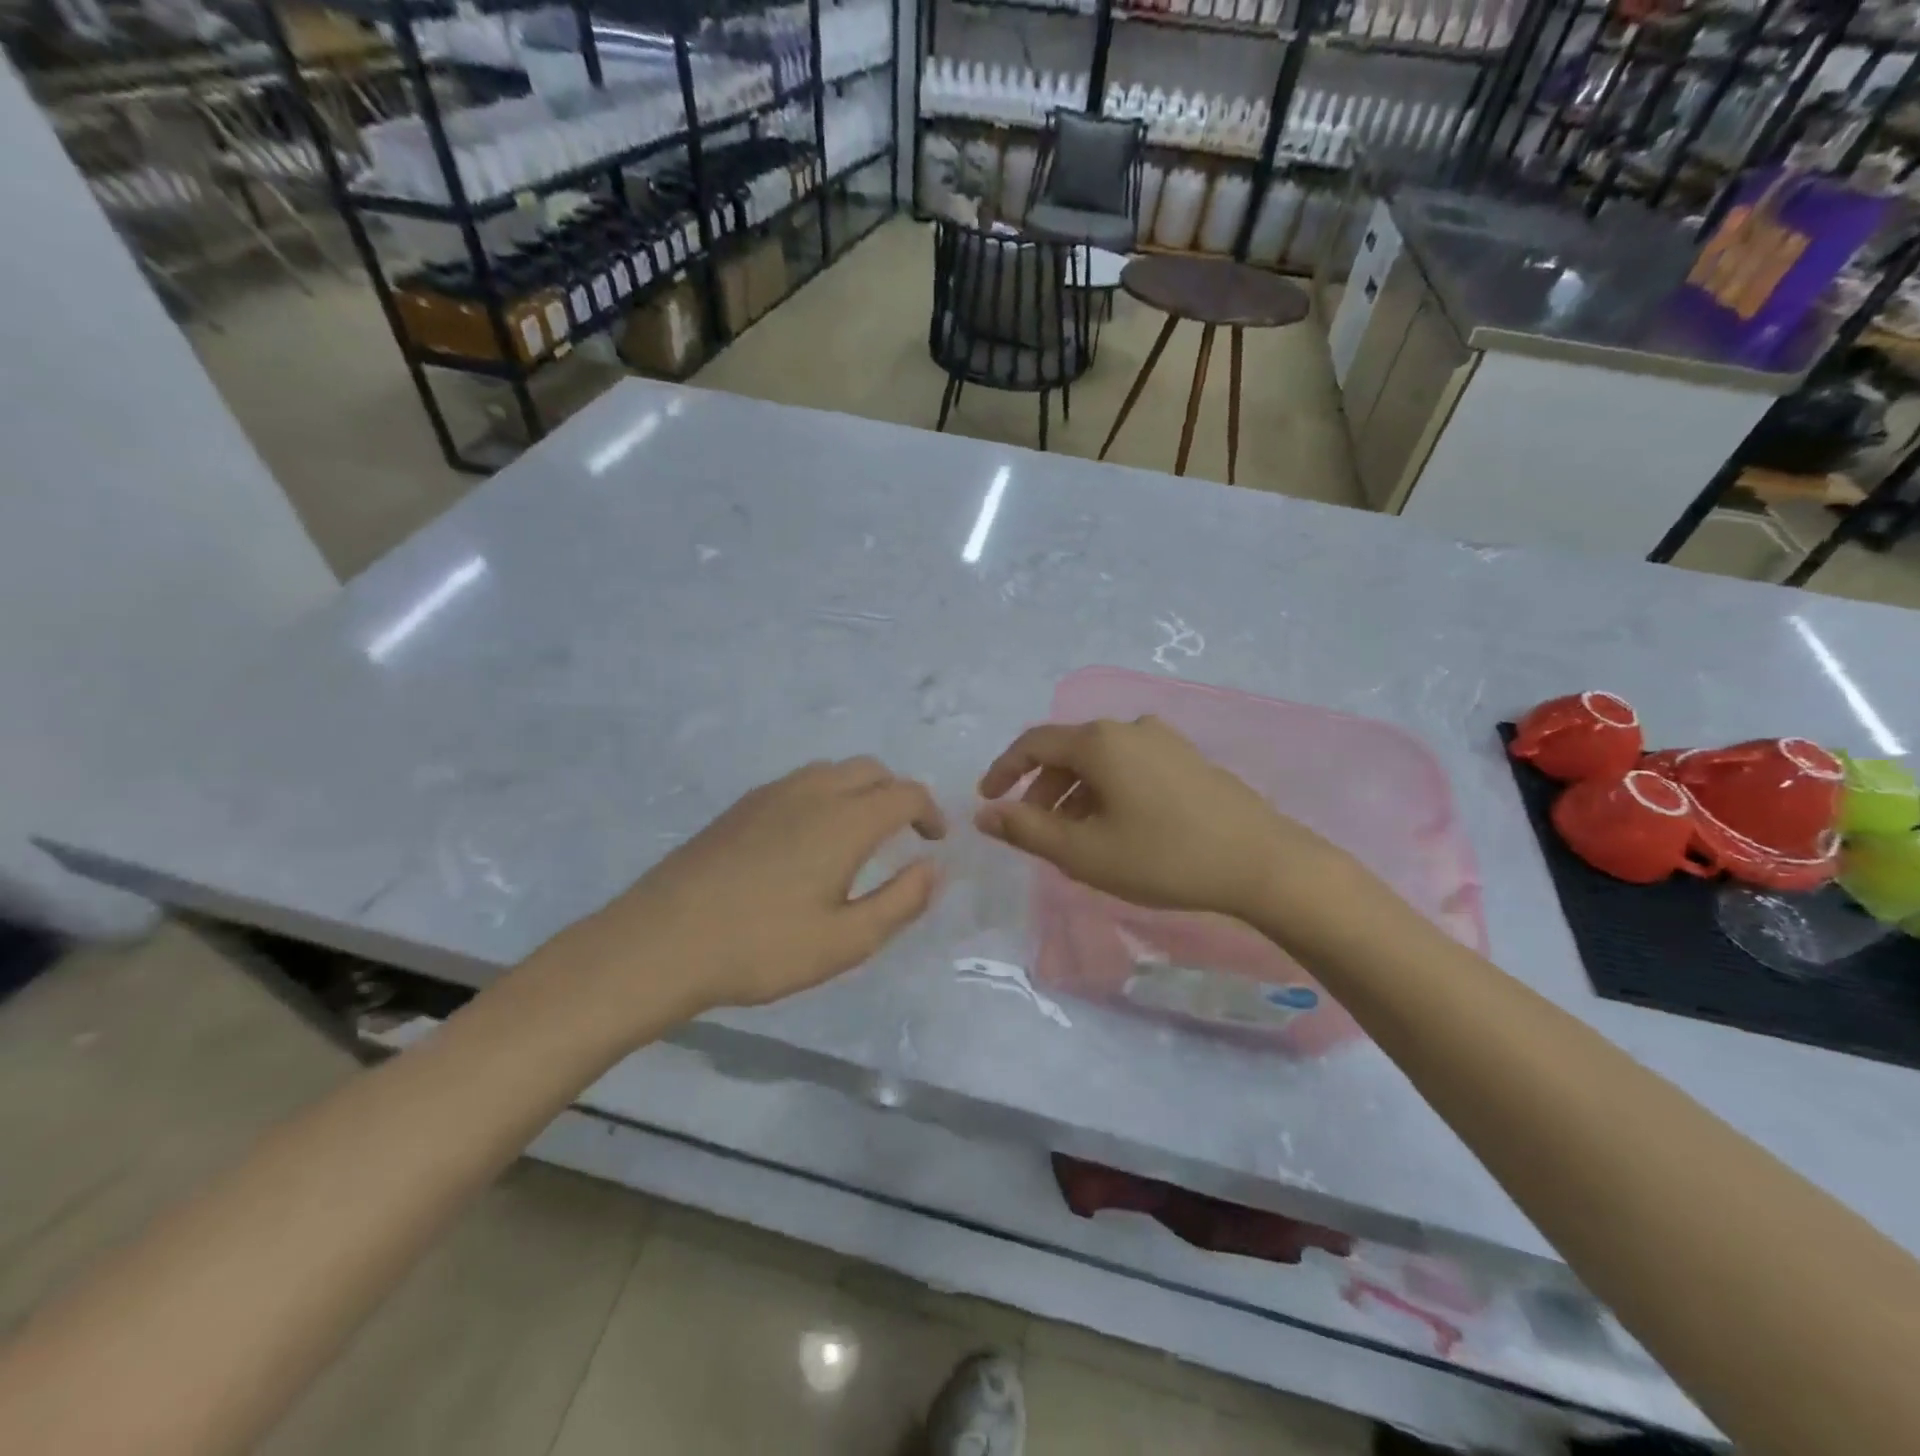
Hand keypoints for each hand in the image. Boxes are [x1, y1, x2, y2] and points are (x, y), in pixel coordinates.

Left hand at [580, 758, 945, 1015]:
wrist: (661, 941)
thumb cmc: (762, 946)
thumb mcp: (845, 941)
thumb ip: (900, 902)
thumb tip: (934, 868)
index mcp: (845, 820)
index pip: (905, 794)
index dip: (930, 812)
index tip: (935, 840)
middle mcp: (812, 792)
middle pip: (871, 770)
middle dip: (898, 794)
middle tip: (905, 833)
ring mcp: (772, 795)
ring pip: (832, 771)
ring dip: (860, 790)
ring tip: (861, 832)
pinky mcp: (741, 807)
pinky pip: (800, 782)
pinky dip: (826, 794)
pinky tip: (810, 837)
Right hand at [975, 716, 1366, 927]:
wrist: (1262, 863)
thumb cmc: (1163, 857)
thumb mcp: (1083, 852)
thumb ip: (1026, 830)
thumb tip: (985, 814)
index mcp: (1099, 742)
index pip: (1033, 743)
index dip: (1004, 770)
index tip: (987, 799)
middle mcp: (1130, 728)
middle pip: (1069, 752)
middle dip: (1043, 791)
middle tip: (1034, 832)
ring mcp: (1165, 741)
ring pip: (1101, 763)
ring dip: (1076, 795)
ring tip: (1075, 839)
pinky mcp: (1189, 760)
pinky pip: (1131, 768)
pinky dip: (1108, 793)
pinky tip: (1117, 830)